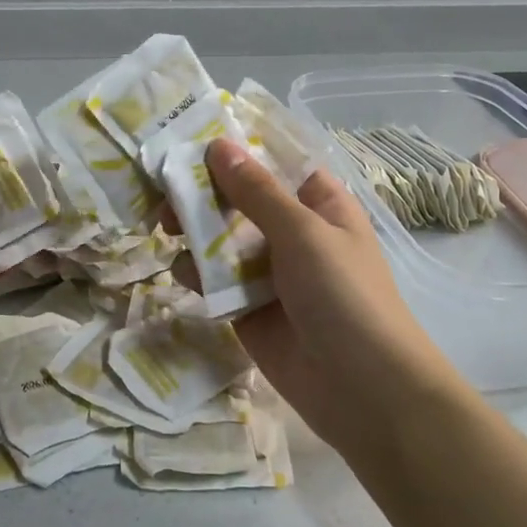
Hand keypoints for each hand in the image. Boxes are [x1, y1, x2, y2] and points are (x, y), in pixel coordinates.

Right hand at [197, 138, 465, 452]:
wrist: (362, 388)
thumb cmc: (344, 294)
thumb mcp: (302, 232)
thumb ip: (255, 192)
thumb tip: (218, 146)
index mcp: (317, 203)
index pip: (271, 162)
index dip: (233, 150)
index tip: (187, 138)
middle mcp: (291, 231)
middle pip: (238, 200)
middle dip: (202, 193)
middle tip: (165, 194)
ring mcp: (268, 271)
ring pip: (220, 239)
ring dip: (193, 231)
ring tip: (166, 229)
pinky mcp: (246, 308)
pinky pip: (215, 280)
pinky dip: (197, 273)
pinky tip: (184, 272)